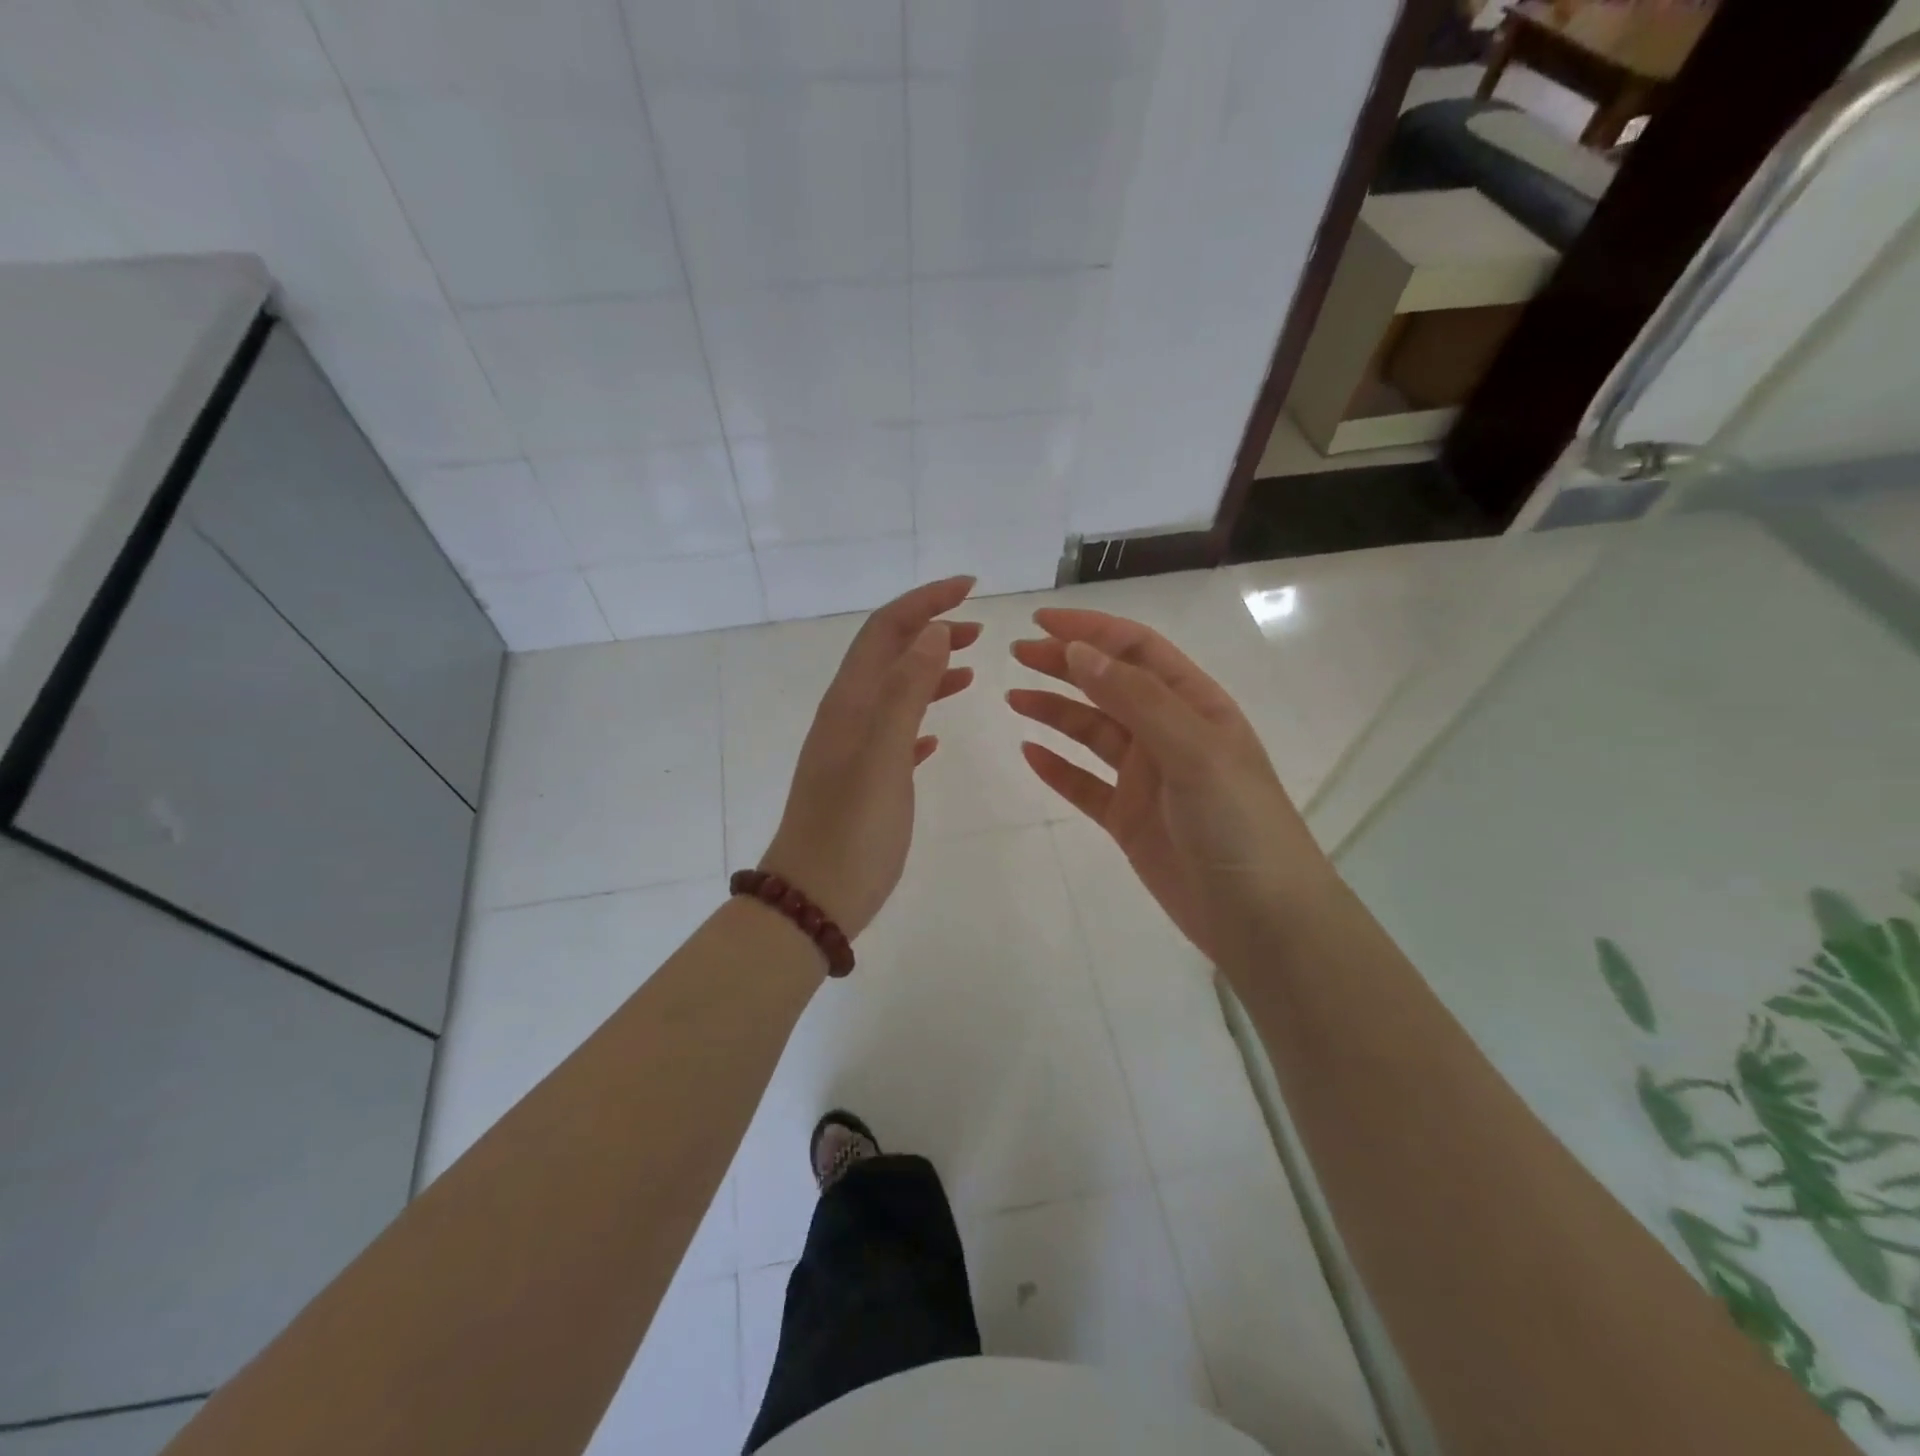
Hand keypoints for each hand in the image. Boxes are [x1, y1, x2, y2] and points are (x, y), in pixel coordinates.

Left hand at [760, 578, 979, 938]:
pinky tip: (937, 733)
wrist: (813, 897)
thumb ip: (907, 692)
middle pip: (889, 654)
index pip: (886, 630)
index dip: (925, 601)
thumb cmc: (852, 829)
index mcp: (851, 702)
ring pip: (894, 691)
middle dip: (931, 630)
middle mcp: (848, 715)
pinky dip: (920, 716)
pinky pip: (896, 731)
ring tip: (970, 666)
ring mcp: (854, 748)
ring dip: (929, 670)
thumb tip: (935, 632)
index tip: (970, 586)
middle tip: (980, 628)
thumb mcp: (883, 756)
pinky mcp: (864, 779)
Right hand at [1009, 609, 1330, 965]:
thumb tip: (1079, 651)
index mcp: (1195, 705)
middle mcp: (1169, 734)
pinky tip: (1029, 753)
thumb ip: (1136, 699)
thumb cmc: (1238, 822)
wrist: (1260, 918)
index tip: (1042, 621)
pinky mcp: (1128, 819)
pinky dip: (1057, 768)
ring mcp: (1147, 778)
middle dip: (1065, 664)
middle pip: (1109, 685)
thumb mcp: (1193, 749)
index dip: (1091, 630)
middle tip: (1017, 654)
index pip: (1137, 650)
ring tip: (1013, 698)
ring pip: (1092, 732)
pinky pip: (1084, 784)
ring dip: (1055, 711)